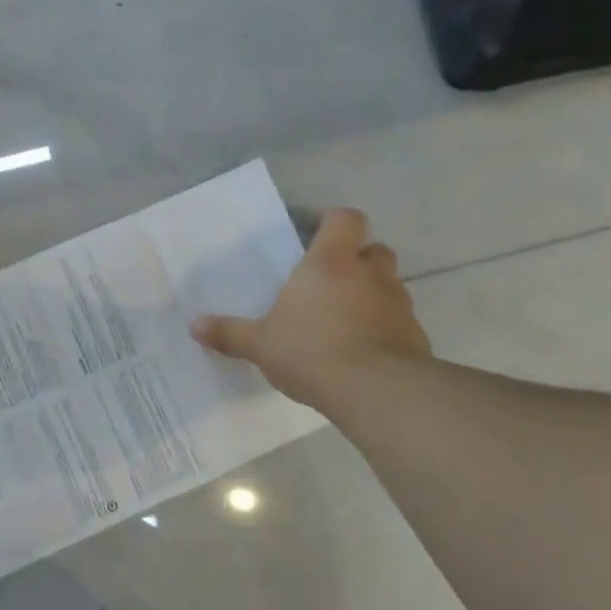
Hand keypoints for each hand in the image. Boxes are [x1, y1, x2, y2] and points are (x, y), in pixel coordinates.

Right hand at [190, 208, 430, 409]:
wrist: (375, 390)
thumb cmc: (310, 350)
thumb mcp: (260, 344)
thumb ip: (229, 333)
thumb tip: (195, 325)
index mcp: (329, 263)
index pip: (345, 219)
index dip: (334, 223)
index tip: (319, 237)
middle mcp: (369, 274)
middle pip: (375, 249)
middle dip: (358, 260)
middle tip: (331, 281)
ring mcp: (398, 304)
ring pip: (389, 285)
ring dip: (372, 295)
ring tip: (344, 320)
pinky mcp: (416, 336)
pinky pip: (399, 321)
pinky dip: (384, 328)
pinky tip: (362, 351)